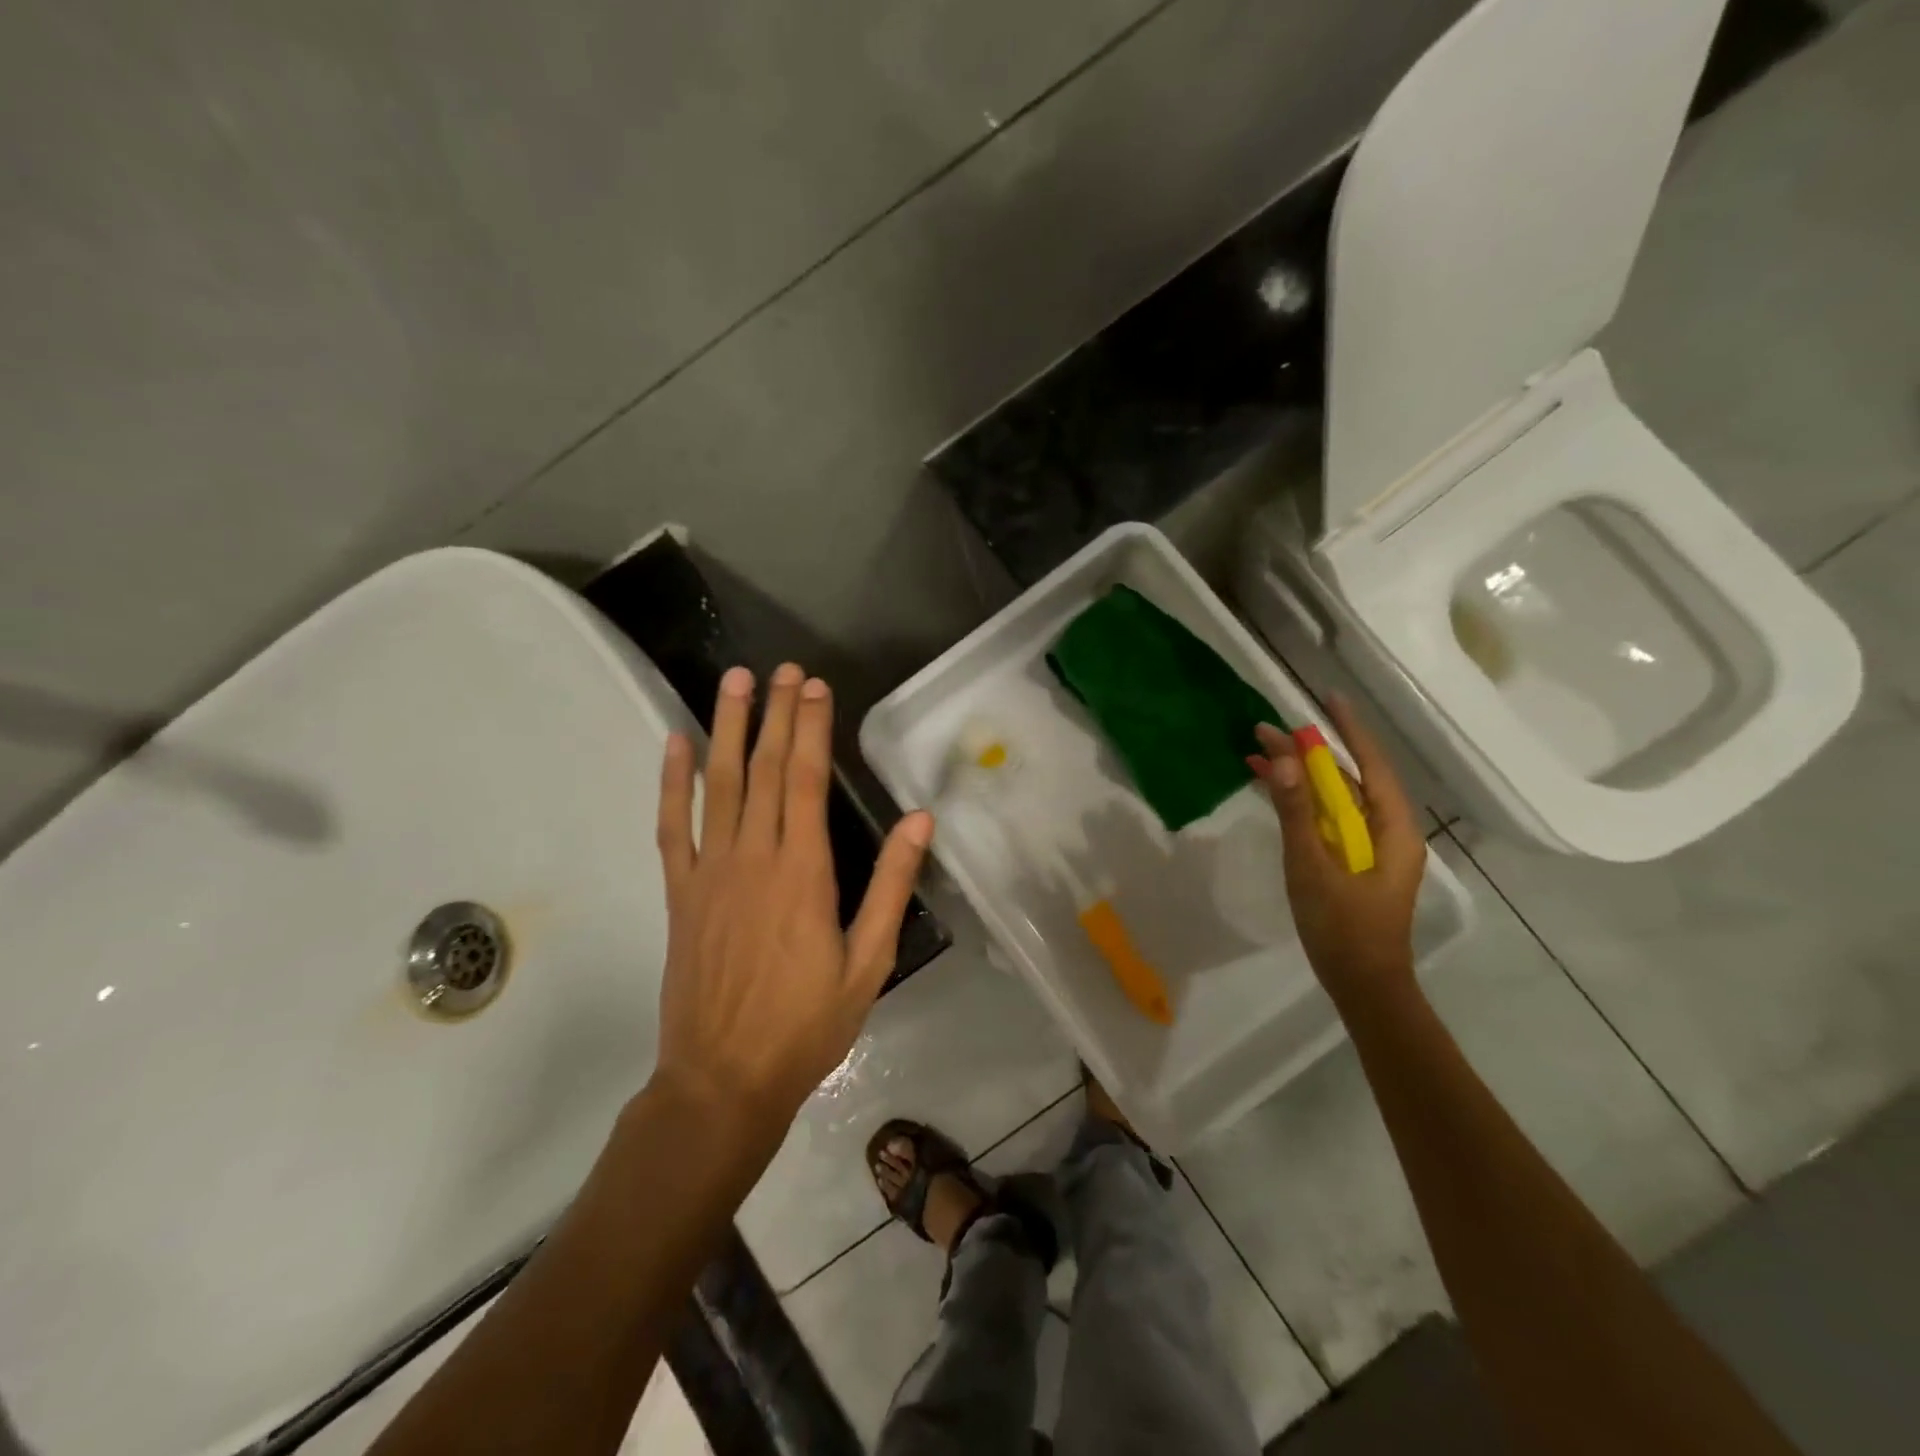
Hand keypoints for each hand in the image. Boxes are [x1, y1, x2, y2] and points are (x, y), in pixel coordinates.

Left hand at [652, 663, 934, 1129]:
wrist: (722, 1079)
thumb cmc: (806, 1025)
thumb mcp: (868, 961)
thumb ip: (890, 887)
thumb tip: (920, 822)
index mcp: (803, 872)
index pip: (808, 780)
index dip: (811, 728)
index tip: (815, 687)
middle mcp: (753, 857)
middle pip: (767, 769)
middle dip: (778, 714)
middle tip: (784, 670)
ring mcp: (709, 871)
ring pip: (719, 784)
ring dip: (728, 728)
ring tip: (735, 681)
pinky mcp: (680, 892)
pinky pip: (672, 826)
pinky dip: (672, 782)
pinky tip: (676, 745)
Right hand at [1249, 695, 1425, 1007]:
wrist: (1362, 986)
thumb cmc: (1343, 929)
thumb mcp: (1313, 868)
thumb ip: (1297, 813)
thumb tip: (1284, 760)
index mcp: (1393, 829)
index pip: (1372, 765)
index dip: (1350, 730)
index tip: (1328, 698)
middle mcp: (1386, 831)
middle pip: (1348, 780)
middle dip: (1308, 754)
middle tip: (1265, 730)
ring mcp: (1369, 848)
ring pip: (1334, 799)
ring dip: (1299, 777)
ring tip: (1258, 753)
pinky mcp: (1351, 862)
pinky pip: (1326, 820)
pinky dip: (1300, 803)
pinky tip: (1272, 791)